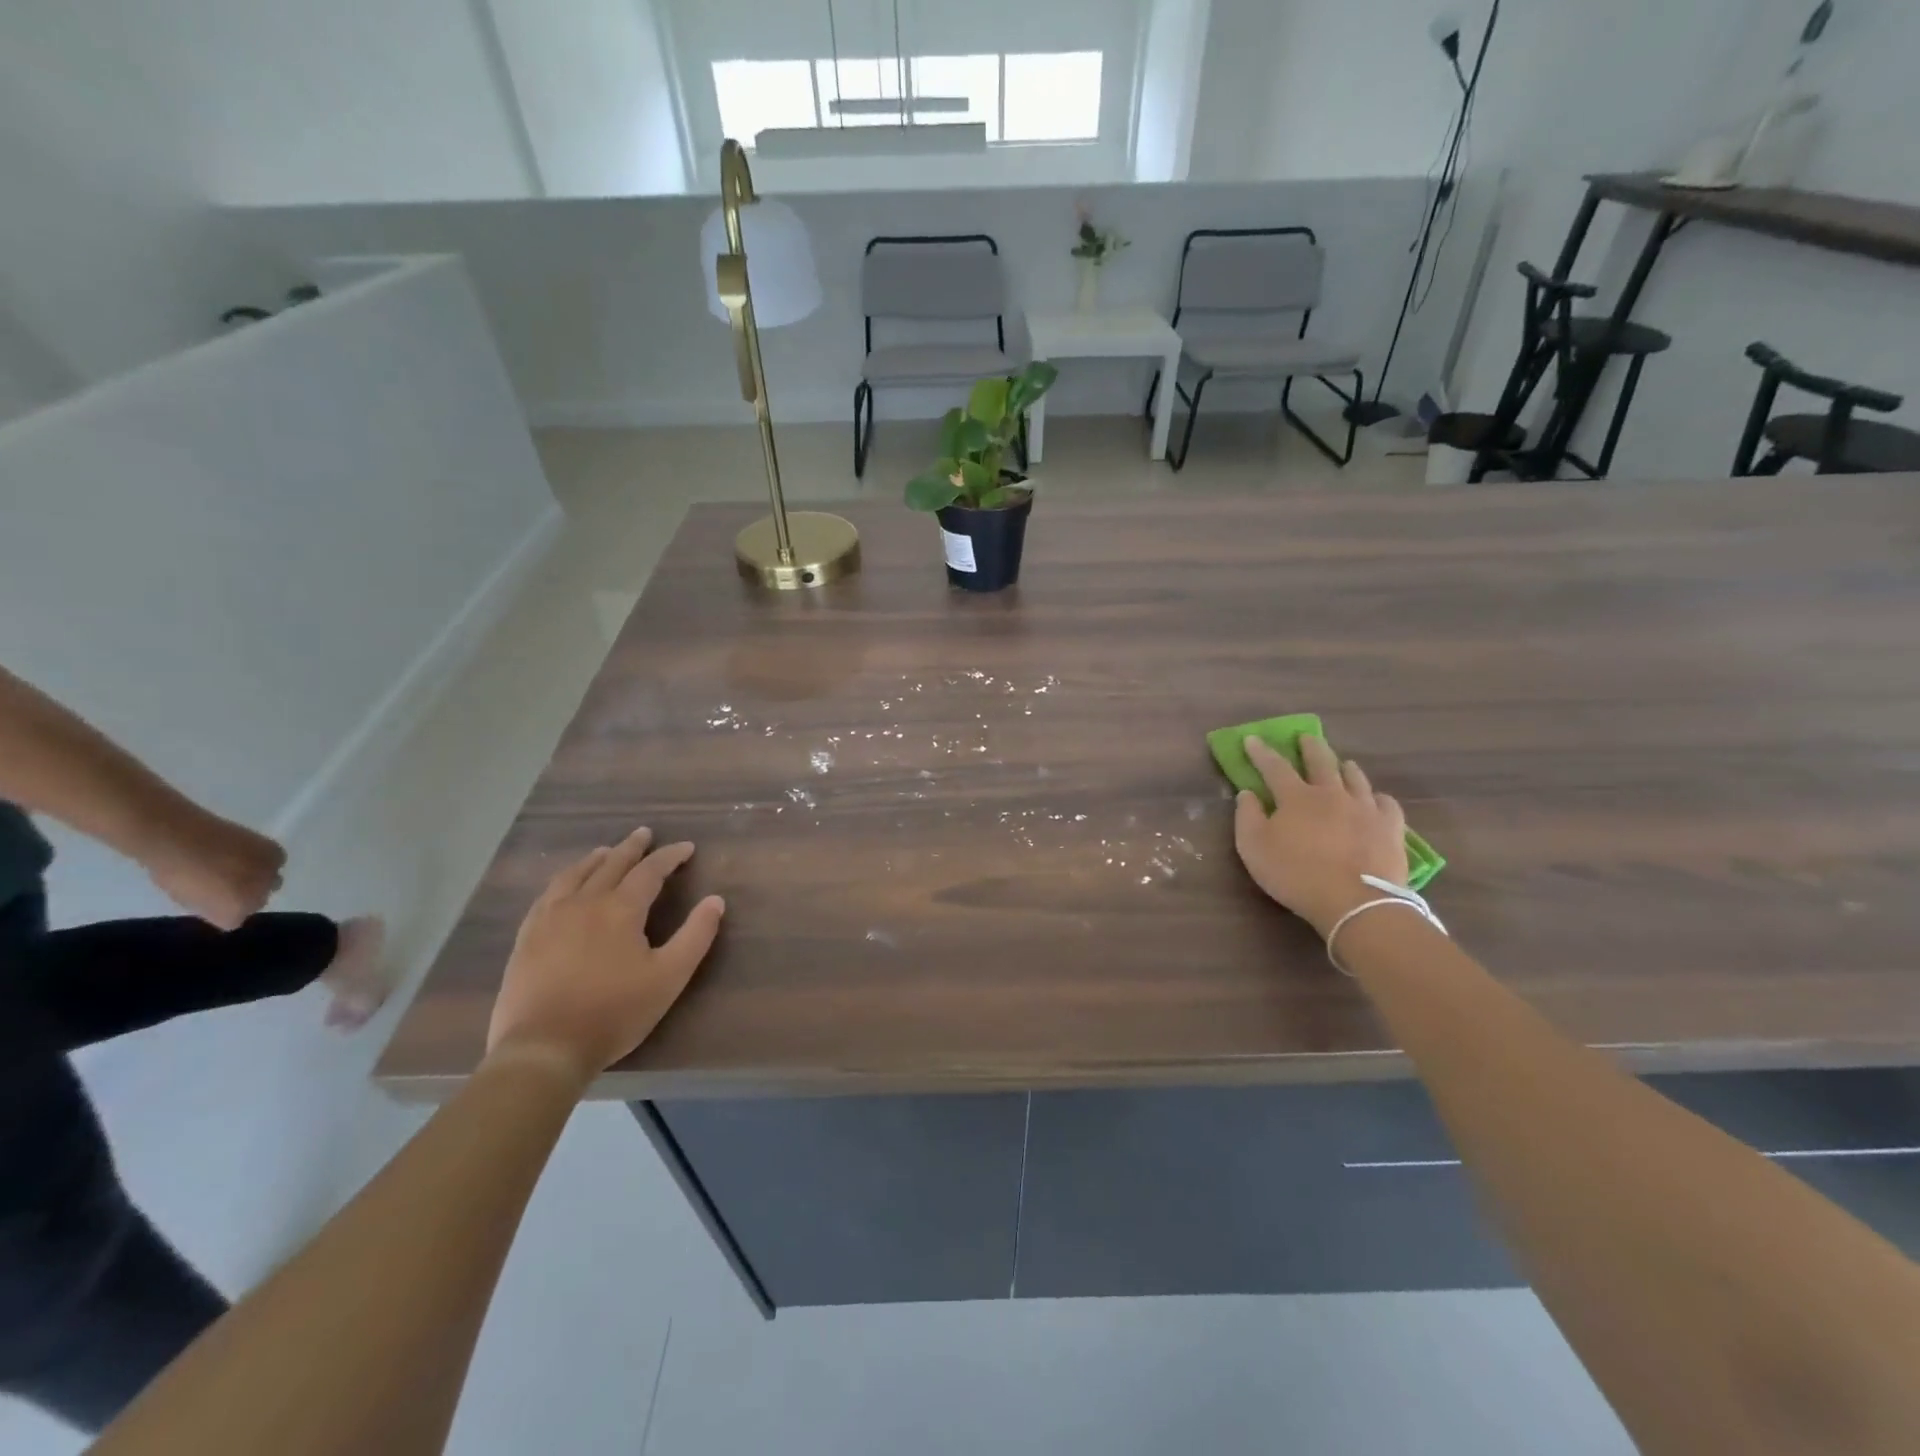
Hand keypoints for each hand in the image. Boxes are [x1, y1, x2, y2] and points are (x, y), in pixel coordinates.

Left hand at [143, 808, 286, 929]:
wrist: (179, 838)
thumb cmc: (172, 873)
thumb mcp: (188, 899)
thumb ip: (214, 905)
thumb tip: (226, 900)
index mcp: (232, 915)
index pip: (235, 919)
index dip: (222, 909)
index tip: (210, 898)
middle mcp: (258, 898)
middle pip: (258, 901)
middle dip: (245, 894)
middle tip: (226, 881)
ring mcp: (271, 876)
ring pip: (271, 882)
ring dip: (258, 877)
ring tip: (236, 865)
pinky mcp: (277, 854)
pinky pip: (277, 862)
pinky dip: (265, 859)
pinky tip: (246, 853)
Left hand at [486, 828, 725, 1089]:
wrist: (543, 1048)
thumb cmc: (614, 1012)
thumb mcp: (669, 977)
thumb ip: (696, 935)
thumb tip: (716, 900)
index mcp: (621, 909)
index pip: (650, 871)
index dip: (670, 856)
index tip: (686, 848)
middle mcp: (585, 902)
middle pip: (611, 864)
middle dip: (632, 847)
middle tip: (645, 833)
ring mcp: (550, 918)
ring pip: (576, 874)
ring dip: (596, 859)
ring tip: (607, 851)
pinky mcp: (527, 937)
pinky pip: (547, 895)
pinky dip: (565, 879)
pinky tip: (566, 885)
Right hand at [1233, 734, 1410, 938]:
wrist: (1356, 903)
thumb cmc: (1297, 874)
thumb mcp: (1254, 848)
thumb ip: (1247, 817)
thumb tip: (1247, 793)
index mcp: (1296, 797)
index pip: (1274, 766)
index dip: (1261, 752)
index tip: (1252, 739)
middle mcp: (1332, 793)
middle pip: (1321, 762)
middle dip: (1310, 747)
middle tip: (1305, 737)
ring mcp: (1365, 808)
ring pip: (1355, 778)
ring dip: (1345, 767)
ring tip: (1343, 763)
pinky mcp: (1390, 827)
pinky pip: (1386, 803)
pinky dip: (1377, 797)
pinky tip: (1375, 800)